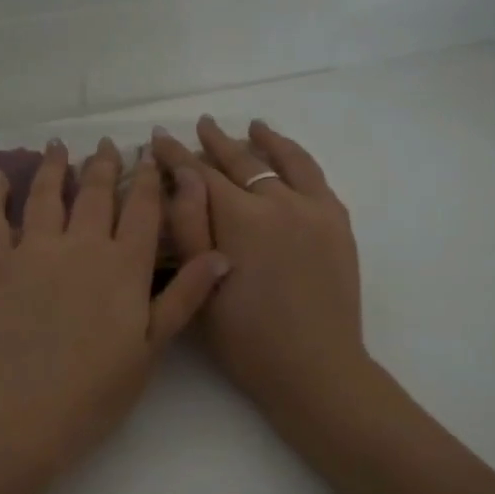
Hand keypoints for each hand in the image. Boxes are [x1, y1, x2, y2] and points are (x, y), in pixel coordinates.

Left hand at [0, 137, 228, 464]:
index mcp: (125, 266)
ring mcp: (36, 251)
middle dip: (104, 165)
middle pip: (95, 193)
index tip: (151, 155)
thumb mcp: (152, 348)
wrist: (25, 409)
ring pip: (46, 195)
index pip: (143, 210)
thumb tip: (221, 255)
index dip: (149, 180)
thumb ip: (185, 297)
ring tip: (58, 146)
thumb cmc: (97, 389)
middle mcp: (83, 245)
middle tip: (108, 144)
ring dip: (53, 167)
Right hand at [152, 117, 368, 424]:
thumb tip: (181, 175)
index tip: (157, 138)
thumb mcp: (200, 288)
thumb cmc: (246, 339)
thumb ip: (188, 226)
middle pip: (240, 162)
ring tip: (250, 126)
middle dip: (214, 142)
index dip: (175, 155)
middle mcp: (278, 202)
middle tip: (197, 126)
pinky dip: (297, 158)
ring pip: (283, 161)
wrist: (315, 367)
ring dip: (262, 141)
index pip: (199, 174)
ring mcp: (313, 209)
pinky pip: (315, 176)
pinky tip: (288, 154)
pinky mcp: (337, 222)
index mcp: (239, 219)